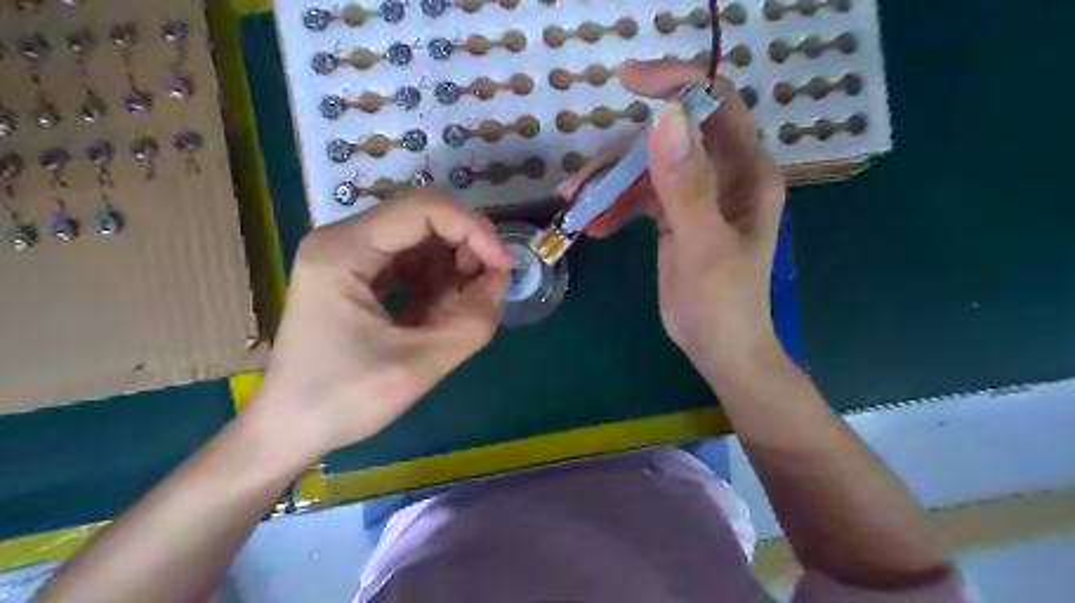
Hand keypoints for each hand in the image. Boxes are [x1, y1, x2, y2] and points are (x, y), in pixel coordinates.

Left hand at [247, 191, 510, 459]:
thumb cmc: (341, 401)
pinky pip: (412, 264)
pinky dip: (438, 284)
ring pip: (423, 241)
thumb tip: (502, 281)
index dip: (473, 230)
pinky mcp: (360, 277)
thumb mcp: (416, 366)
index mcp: (343, 251)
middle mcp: (344, 241)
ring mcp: (351, 258)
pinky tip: (441, 315)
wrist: (289, 430)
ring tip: (462, 311)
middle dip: (466, 249)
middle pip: (424, 219)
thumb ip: (470, 323)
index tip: (505, 267)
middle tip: (488, 290)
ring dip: (454, 270)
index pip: (422, 208)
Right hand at [558, 58, 787, 380]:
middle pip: (669, 140)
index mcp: (746, 173)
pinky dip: (614, 207)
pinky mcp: (674, 217)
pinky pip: (639, 198)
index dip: (677, 85)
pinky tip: (593, 226)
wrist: (718, 350)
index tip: (629, 81)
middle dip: (622, 157)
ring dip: (609, 185)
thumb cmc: (724, 305)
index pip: (716, 106)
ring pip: (647, 170)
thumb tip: (665, 119)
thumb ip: (687, 186)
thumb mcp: (705, 246)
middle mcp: (724, 176)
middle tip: (579, 182)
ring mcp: (697, 196)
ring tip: (575, 205)